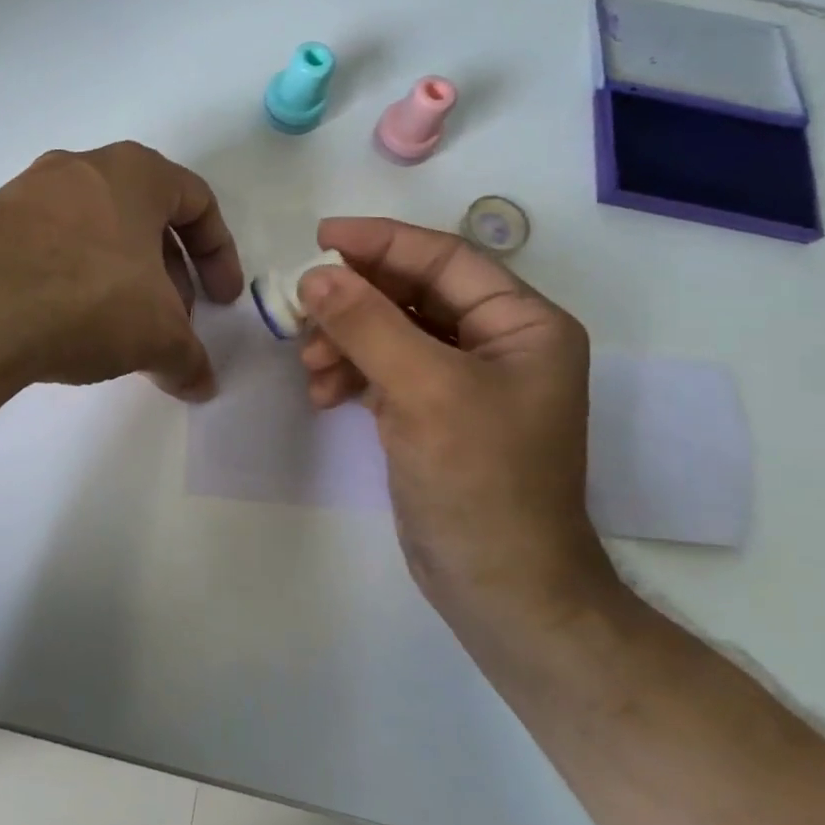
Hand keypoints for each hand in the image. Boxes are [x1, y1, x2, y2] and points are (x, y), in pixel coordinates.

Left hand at [0, 143, 244, 400]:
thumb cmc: (87, 300)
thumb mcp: (157, 335)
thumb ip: (189, 358)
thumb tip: (203, 385)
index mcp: (133, 172)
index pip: (196, 202)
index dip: (219, 255)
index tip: (223, 301)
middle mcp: (80, 167)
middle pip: (144, 218)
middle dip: (168, 273)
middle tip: (173, 321)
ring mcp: (27, 192)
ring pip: (95, 232)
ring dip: (120, 278)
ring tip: (121, 330)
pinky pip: (49, 247)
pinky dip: (72, 280)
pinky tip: (67, 325)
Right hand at [295, 218, 615, 626]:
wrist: (499, 587)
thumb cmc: (481, 481)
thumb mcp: (424, 391)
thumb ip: (367, 324)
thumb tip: (314, 273)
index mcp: (522, 324)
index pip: (445, 259)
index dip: (381, 242)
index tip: (320, 236)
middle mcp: (497, 343)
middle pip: (412, 294)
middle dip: (354, 302)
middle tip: (301, 309)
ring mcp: (462, 380)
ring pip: (391, 332)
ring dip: (345, 341)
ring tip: (311, 367)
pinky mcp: (432, 413)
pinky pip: (383, 370)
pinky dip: (350, 374)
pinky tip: (323, 394)